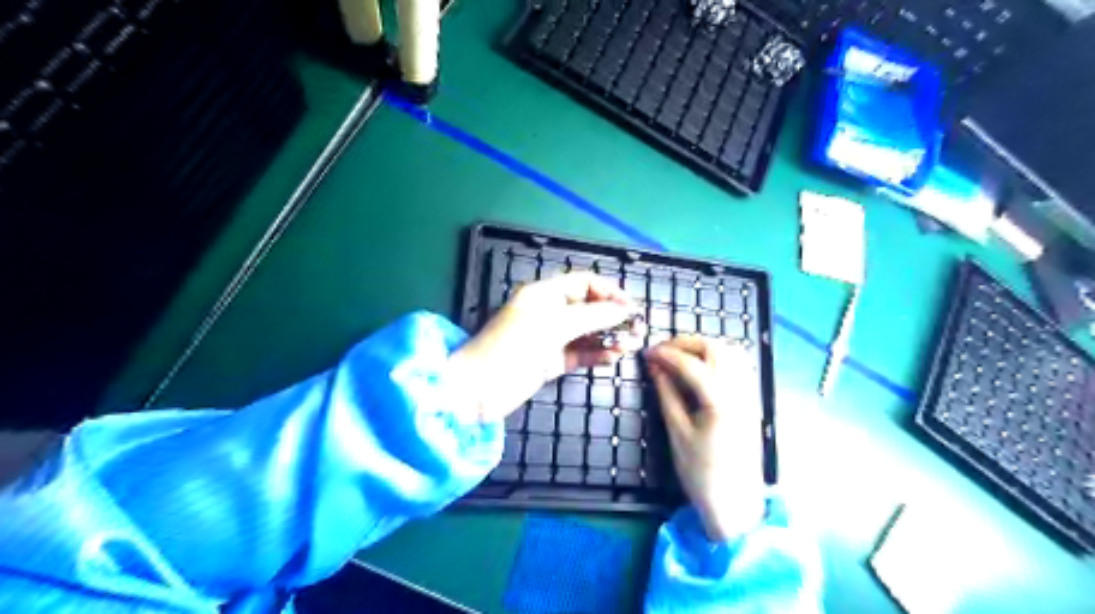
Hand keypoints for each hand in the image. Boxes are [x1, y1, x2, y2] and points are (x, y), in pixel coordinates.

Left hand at [452, 273, 642, 422]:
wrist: (478, 389)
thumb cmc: (511, 348)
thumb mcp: (553, 326)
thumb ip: (591, 316)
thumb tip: (624, 309)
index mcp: (545, 294)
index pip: (584, 283)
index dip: (609, 292)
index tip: (631, 307)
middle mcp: (549, 312)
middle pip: (589, 308)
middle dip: (614, 316)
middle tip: (638, 329)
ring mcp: (550, 338)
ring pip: (587, 333)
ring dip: (609, 337)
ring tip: (631, 345)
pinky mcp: (551, 362)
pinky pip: (580, 354)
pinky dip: (597, 354)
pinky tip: (614, 357)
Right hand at [644, 336, 764, 541]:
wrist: (736, 505)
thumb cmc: (701, 474)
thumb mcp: (677, 434)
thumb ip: (667, 395)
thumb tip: (655, 368)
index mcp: (720, 402)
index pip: (691, 364)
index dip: (666, 354)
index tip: (646, 354)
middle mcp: (739, 392)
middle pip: (715, 349)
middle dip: (686, 343)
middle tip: (661, 351)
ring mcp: (748, 395)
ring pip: (730, 353)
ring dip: (702, 347)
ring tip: (678, 356)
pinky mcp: (750, 402)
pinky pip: (737, 366)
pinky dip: (716, 358)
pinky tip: (699, 368)